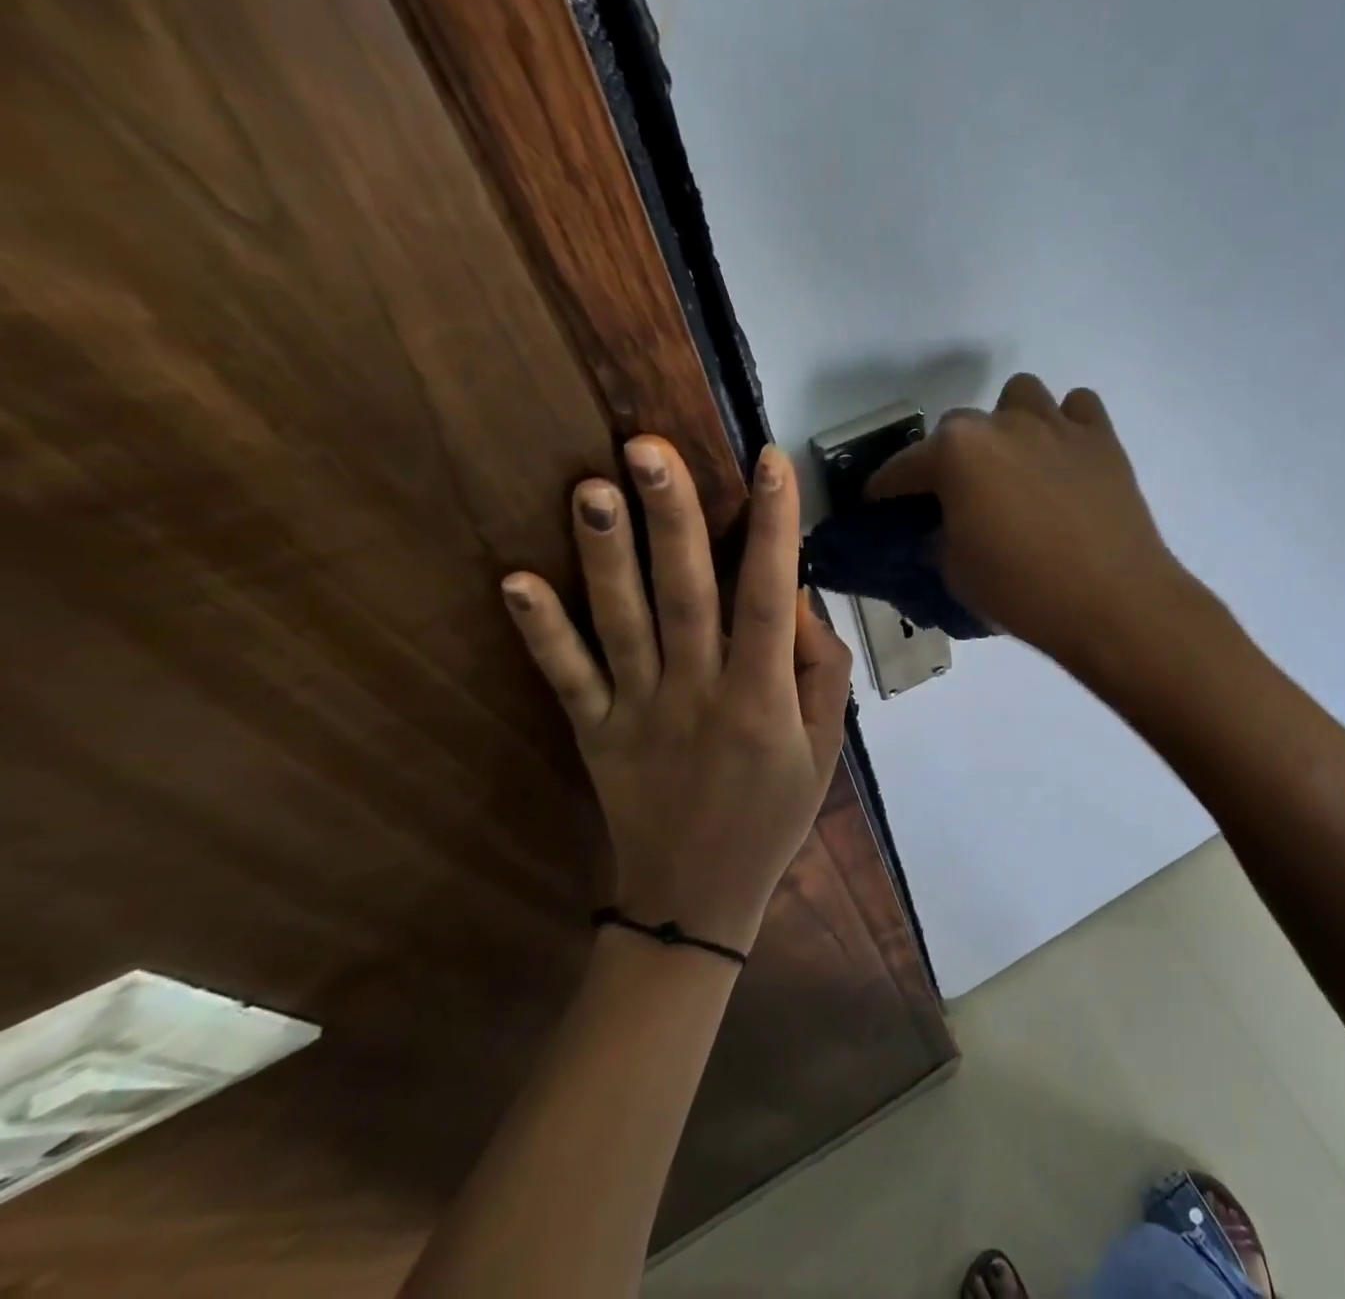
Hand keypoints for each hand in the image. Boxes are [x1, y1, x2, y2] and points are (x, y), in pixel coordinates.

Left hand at [501, 438, 852, 954]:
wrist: (696, 899)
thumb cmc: (773, 816)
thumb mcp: (825, 748)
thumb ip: (822, 671)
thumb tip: (797, 599)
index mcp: (761, 699)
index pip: (770, 598)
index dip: (774, 528)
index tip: (770, 462)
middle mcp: (698, 694)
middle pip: (687, 595)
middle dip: (672, 518)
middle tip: (650, 448)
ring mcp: (638, 712)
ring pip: (622, 624)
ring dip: (605, 556)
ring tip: (592, 487)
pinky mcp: (594, 732)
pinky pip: (567, 677)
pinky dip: (541, 631)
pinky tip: (515, 581)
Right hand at [866, 373, 1185, 667]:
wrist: (1113, 603)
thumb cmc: (1023, 592)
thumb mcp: (958, 574)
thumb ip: (938, 541)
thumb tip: (939, 531)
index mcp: (957, 453)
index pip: (903, 467)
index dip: (885, 488)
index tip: (878, 502)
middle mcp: (1001, 424)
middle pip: (958, 426)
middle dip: (949, 459)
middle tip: (957, 497)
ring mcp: (1056, 425)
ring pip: (1020, 396)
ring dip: (1008, 423)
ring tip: (1014, 463)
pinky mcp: (1101, 438)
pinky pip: (1077, 409)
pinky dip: (1065, 425)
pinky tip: (1063, 457)